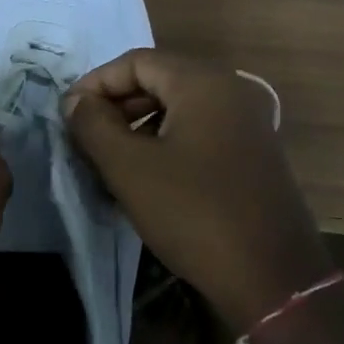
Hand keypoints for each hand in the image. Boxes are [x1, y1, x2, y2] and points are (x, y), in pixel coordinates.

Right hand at [63, 49, 331, 332]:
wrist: (274, 281)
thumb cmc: (194, 213)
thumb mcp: (129, 168)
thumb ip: (93, 124)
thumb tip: (76, 101)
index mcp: (203, 82)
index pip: (136, 61)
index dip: (96, 83)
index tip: (69, 115)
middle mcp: (232, 90)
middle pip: (159, 79)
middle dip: (117, 104)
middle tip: (86, 136)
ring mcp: (249, 122)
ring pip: (179, 107)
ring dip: (139, 125)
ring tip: (110, 159)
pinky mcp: (255, 153)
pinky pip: (200, 130)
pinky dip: (167, 141)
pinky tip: (147, 176)